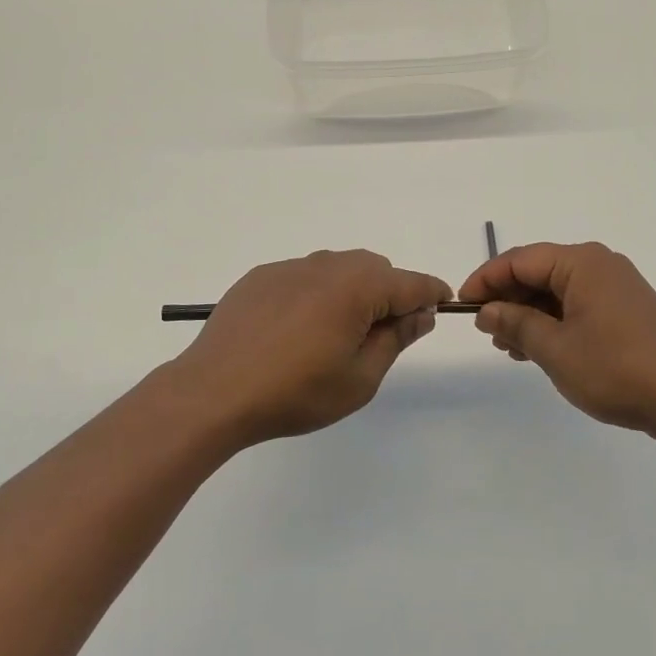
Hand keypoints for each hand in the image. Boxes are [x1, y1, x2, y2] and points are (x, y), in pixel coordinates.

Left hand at [174, 251, 450, 446]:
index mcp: (358, 286)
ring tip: (334, 335)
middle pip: (376, 269)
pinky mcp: (262, 276)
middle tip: (379, 336)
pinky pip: (304, 276)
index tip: (441, 307)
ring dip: (351, 292)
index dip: (432, 294)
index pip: (412, 283)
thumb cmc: (296, 391)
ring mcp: (291, 266)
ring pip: (339, 269)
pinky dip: (315, 294)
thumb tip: (420, 313)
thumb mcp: (360, 378)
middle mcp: (328, 265)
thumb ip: (396, 339)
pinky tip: (295, 331)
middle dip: (389, 294)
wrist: (215, 391)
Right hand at [459, 242, 655, 444]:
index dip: (486, 280)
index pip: (519, 259)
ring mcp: (616, 287)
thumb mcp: (556, 350)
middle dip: (508, 299)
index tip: (462, 305)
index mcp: (581, 263)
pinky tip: (539, 349)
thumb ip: (516, 324)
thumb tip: (487, 310)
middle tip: (486, 332)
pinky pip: (578, 305)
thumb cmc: (617, 369)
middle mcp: (599, 265)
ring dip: (529, 314)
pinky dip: (554, 322)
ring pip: (557, 291)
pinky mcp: (627, 310)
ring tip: (508, 347)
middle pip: (539, 272)